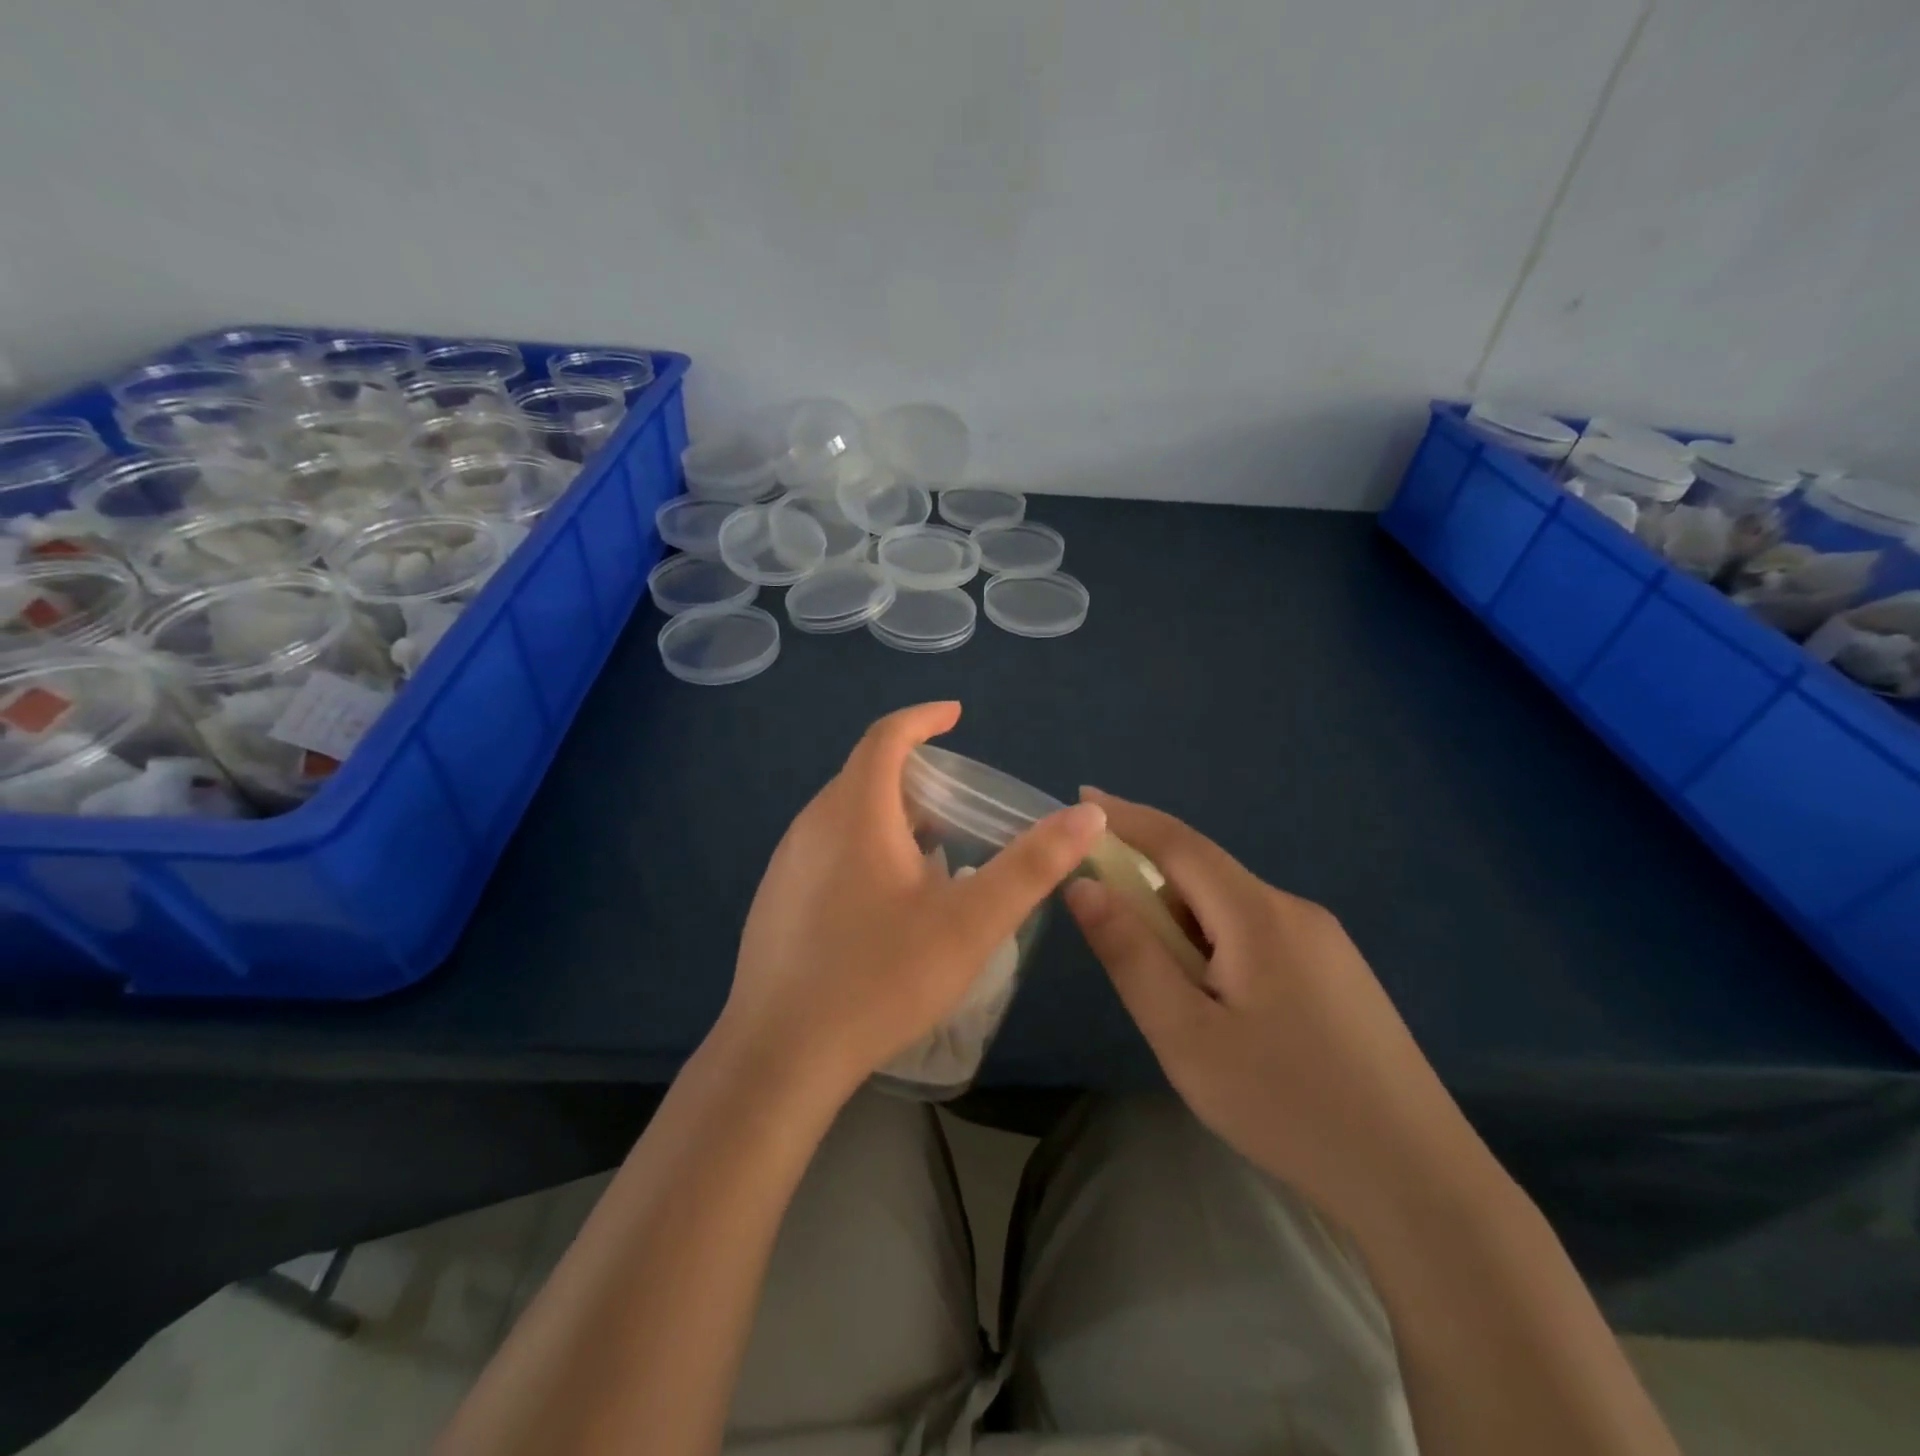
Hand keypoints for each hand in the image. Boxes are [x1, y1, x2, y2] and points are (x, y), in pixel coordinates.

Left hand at [721, 703, 1107, 1101]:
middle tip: (958, 799)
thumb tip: (1086, 815)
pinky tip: (886, 898)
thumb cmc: (881, 978)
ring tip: (932, 848)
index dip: (923, 718)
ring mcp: (786, 862)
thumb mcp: (971, 922)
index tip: (956, 715)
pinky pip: (826, 848)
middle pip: (865, 774)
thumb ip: (1031, 866)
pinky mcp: (775, 898)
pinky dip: (863, 846)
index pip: (886, 736)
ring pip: (844, 814)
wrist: (780, 1055)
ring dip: (889, 814)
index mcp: (855, 812)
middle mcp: (812, 824)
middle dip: (913, 773)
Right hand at [1064, 789, 1477, 1229]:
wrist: (1419, 1184)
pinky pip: (1261, 937)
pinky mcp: (1339, 974)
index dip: (1126, 817)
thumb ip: (1130, 954)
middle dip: (1153, 894)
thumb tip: (1083, 885)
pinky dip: (1221, 951)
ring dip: (1188, 933)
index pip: (1179, 843)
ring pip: (1232, 912)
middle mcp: (1295, 911)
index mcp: (1258, 915)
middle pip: (1206, 878)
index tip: (1082, 798)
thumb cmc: (1285, 1105)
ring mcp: (1326, 943)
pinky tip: (1230, 1018)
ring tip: (1184, 1010)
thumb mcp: (1185, 1035)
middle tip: (1123, 951)